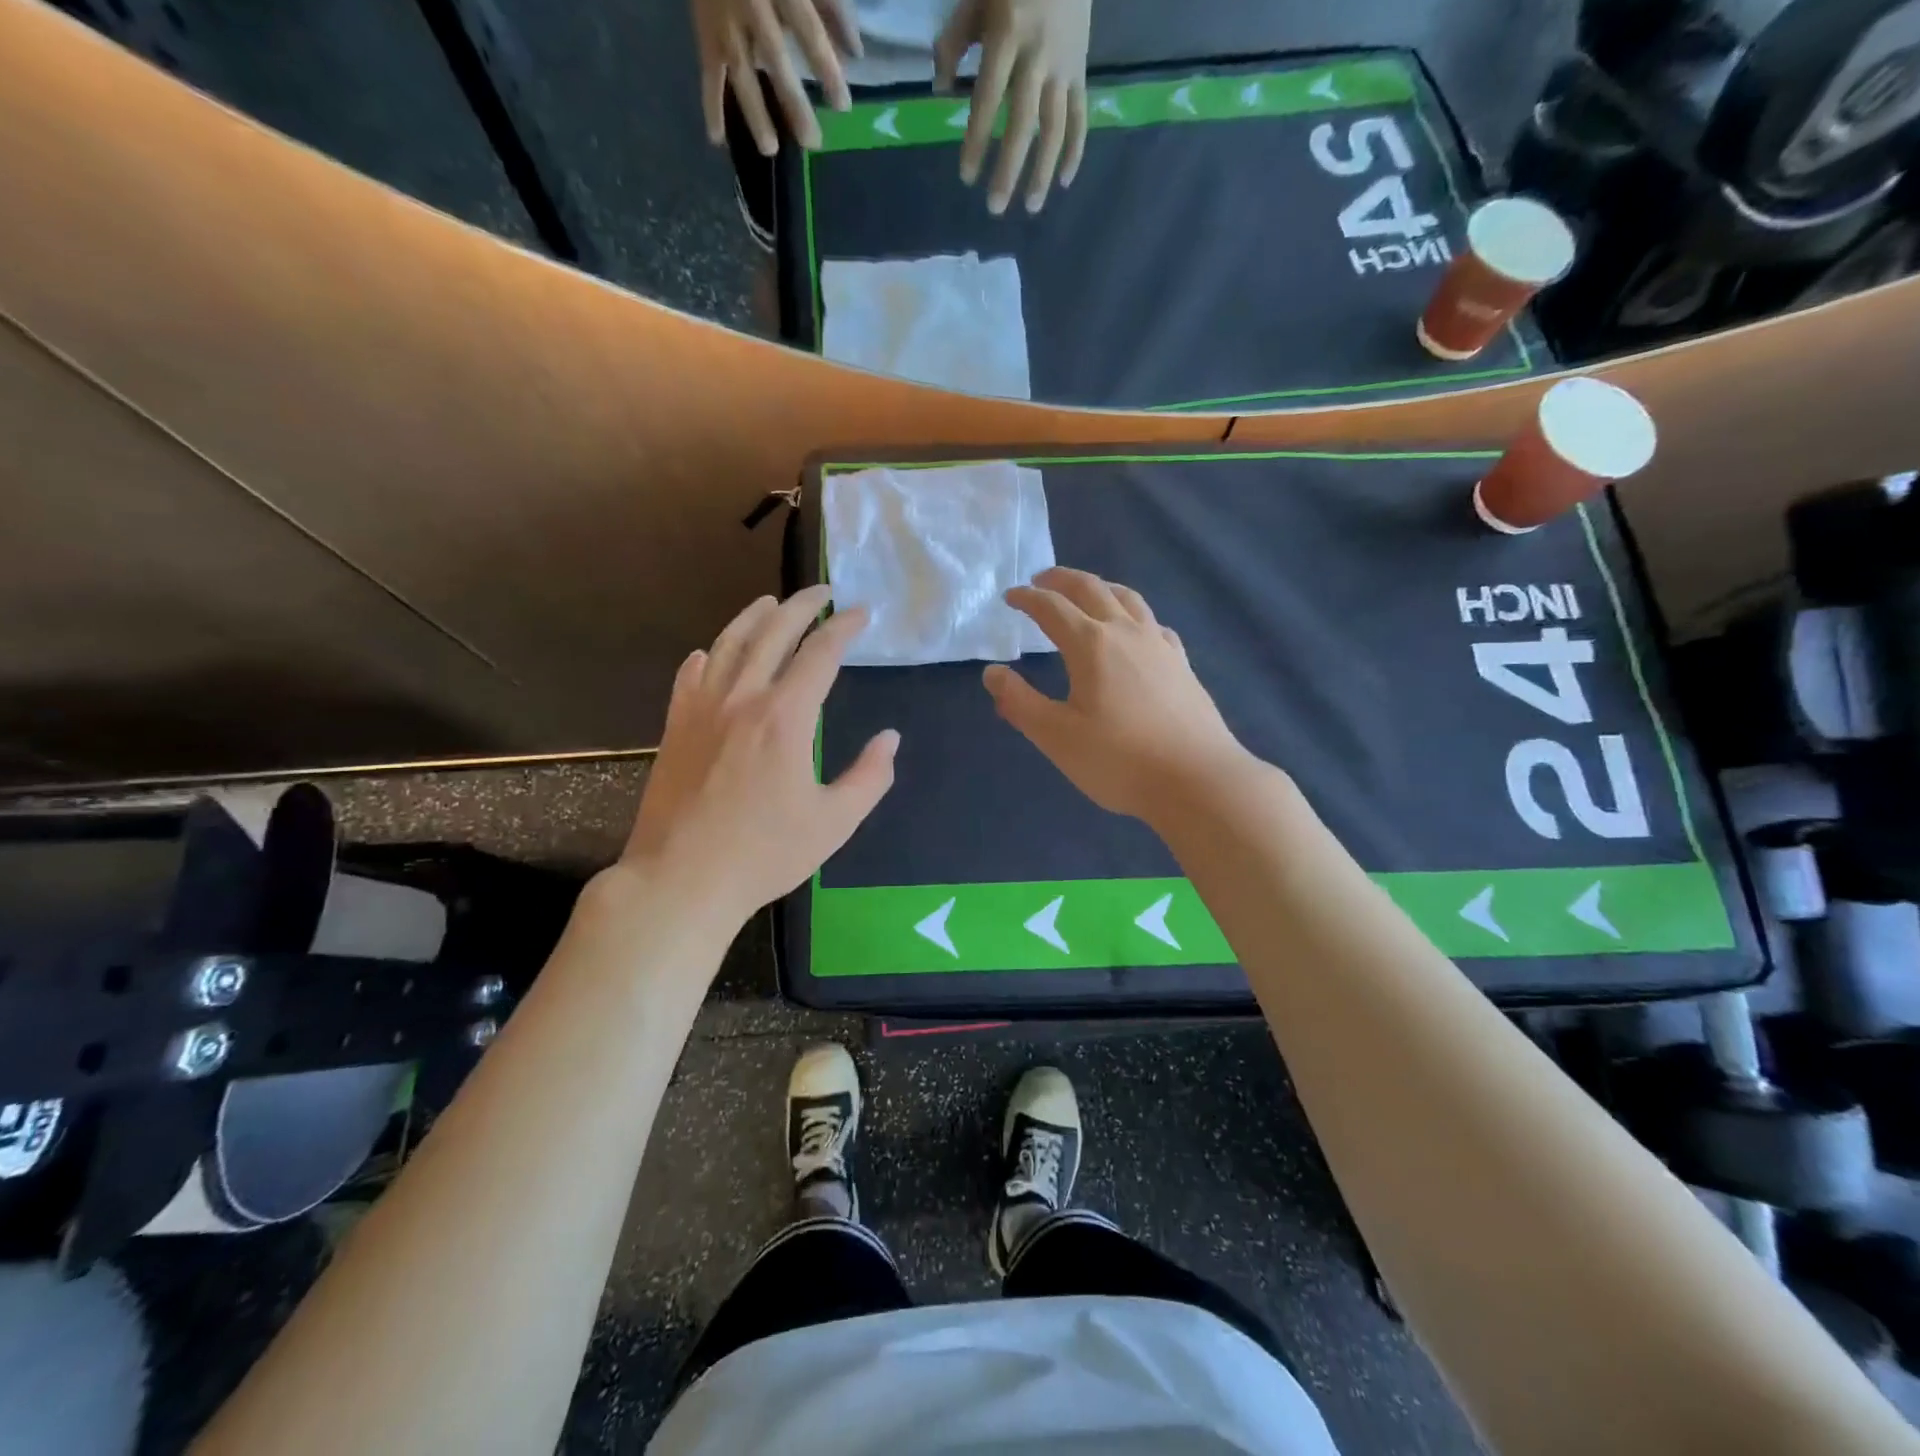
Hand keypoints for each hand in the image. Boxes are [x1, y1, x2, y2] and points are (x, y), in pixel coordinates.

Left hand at [622, 586, 896, 925]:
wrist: (681, 879)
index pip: (820, 653)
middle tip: (822, 591)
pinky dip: (708, 655)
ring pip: (729, 644)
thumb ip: (870, 776)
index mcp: (786, 717)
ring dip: (753, 617)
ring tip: (771, 602)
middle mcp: (742, 698)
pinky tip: (711, 652)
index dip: (844, 627)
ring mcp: (702, 709)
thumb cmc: (765, 854)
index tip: (861, 613)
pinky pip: (691, 675)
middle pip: (773, 633)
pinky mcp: (675, 726)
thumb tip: (890, 738)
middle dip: (802, 605)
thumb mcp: (835, 822)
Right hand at [693, 0, 860, 154]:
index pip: (808, 30)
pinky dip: (711, 105)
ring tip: (769, 150)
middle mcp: (750, 4)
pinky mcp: (705, 31)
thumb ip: (831, 5)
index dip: (826, 68)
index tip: (843, 106)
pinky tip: (717, 139)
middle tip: (812, 142)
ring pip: (740, 71)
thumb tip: (856, 53)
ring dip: (753, 113)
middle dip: (793, 102)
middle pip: (775, 57)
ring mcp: (724, 20)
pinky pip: (708, 72)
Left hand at [935, 0, 1089, 213]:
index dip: (977, 140)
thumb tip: (941, 90)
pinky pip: (1080, 117)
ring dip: (1042, 172)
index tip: (966, 177)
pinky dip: (1075, 151)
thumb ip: (955, 42)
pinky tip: (1064, 181)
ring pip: (1054, 129)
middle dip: (1008, 170)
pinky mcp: (1081, 70)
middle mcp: (1038, 58)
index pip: (988, 99)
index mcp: (1007, 36)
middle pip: (1023, 125)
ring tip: (1030, 207)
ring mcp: (1063, 67)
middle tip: (995, 208)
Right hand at [984, 568, 1250, 823]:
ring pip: (1128, 599)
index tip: (1010, 596)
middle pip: (1092, 589)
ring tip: (1086, 592)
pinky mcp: (1182, 664)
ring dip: (1101, 587)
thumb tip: (992, 673)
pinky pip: (1154, 624)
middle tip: (1041, 581)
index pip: (1052, 608)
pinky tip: (1135, 631)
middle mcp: (1126, 633)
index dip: (1027, 598)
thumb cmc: (1119, 759)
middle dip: (1062, 580)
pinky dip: (1134, 615)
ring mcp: (1159, 646)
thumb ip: (1020, 702)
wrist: (1197, 780)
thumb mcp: (1056, 736)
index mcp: (1091, 645)